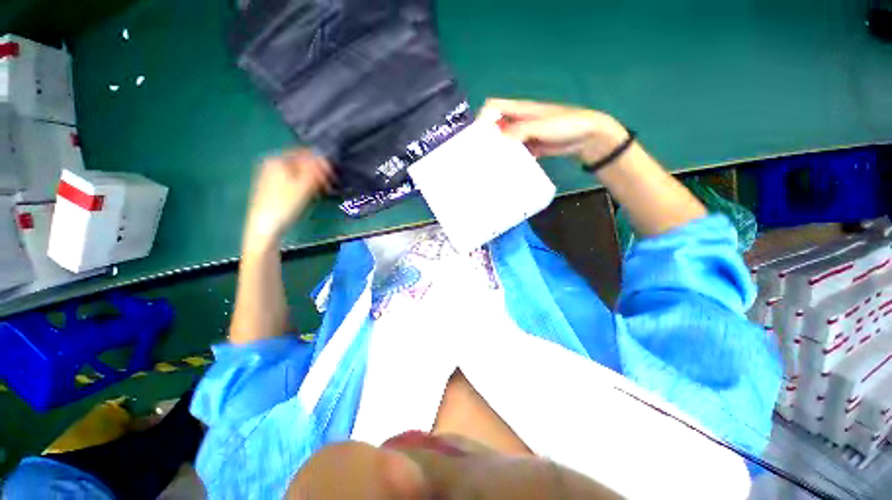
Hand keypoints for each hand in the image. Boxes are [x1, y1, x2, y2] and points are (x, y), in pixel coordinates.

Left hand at [244, 149, 331, 249]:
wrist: (264, 226)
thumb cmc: (285, 204)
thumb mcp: (304, 185)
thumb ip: (316, 170)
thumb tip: (325, 158)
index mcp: (277, 159)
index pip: (305, 153)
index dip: (321, 161)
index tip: (333, 173)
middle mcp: (271, 164)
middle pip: (300, 163)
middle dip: (316, 171)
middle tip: (329, 184)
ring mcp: (269, 176)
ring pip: (296, 173)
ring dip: (311, 179)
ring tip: (322, 191)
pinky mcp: (270, 188)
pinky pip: (291, 181)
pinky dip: (302, 185)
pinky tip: (309, 195)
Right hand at [479, 99, 628, 164]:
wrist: (587, 137)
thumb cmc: (566, 124)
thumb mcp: (540, 125)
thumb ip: (519, 131)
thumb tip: (498, 141)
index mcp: (520, 110)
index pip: (494, 107)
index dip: (483, 117)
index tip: (477, 135)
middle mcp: (519, 121)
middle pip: (497, 125)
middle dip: (487, 137)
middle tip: (480, 154)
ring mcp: (525, 135)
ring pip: (505, 141)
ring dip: (498, 150)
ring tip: (490, 165)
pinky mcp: (531, 148)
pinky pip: (516, 153)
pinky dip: (510, 159)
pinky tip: (506, 168)